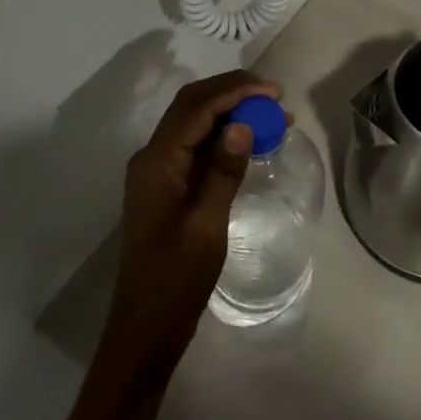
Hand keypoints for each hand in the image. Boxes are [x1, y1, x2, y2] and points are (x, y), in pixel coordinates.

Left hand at [101, 70, 282, 382]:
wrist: (145, 328)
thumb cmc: (176, 280)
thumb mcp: (206, 225)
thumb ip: (223, 171)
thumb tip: (243, 125)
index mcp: (156, 162)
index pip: (196, 107)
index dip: (235, 90)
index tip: (274, 92)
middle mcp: (152, 157)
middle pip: (192, 107)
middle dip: (233, 94)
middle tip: (275, 100)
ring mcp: (157, 172)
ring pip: (194, 125)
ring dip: (230, 114)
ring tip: (272, 118)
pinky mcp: (167, 187)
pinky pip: (195, 148)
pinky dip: (223, 137)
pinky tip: (250, 143)